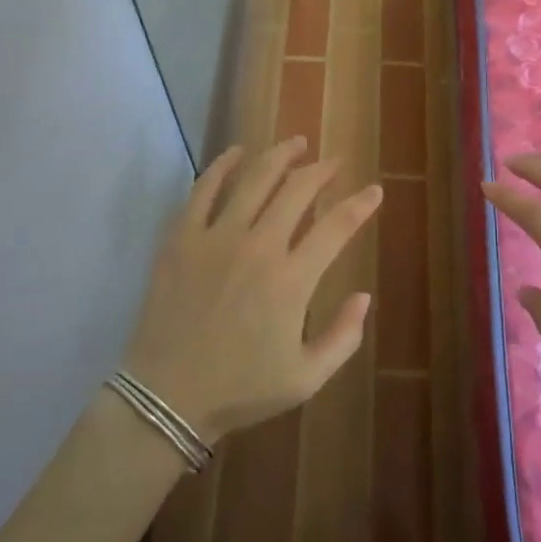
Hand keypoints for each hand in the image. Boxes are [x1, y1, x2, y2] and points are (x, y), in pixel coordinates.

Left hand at [123, 138, 380, 443]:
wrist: (166, 398)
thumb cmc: (240, 389)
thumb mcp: (306, 379)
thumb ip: (344, 337)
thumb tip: (365, 295)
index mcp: (292, 280)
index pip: (337, 227)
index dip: (361, 205)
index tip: (374, 191)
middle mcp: (259, 246)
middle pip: (298, 190)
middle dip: (323, 170)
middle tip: (335, 162)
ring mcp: (217, 237)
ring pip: (256, 178)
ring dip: (281, 155)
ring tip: (297, 143)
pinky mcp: (182, 237)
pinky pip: (204, 188)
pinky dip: (223, 165)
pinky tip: (237, 152)